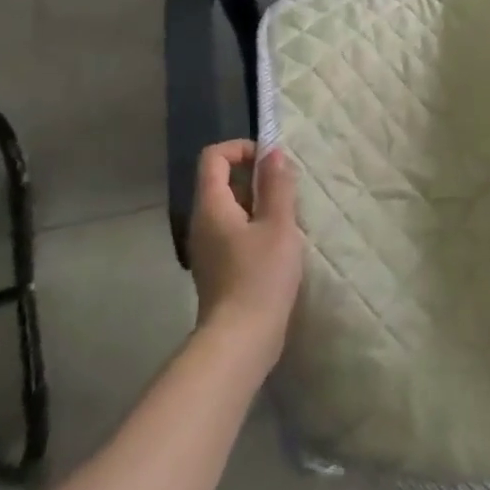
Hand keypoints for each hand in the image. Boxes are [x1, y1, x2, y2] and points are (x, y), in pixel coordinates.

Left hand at [186, 141, 303, 369]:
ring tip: (287, 219)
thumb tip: (273, 152)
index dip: (242, 149)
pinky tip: (278, 246)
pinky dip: (254, 226)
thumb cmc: (260, 277)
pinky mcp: (217, 267)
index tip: (272, 163)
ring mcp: (207, 247)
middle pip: (221, 180)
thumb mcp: (278, 225)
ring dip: (258, 203)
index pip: (214, 157)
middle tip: (287, 192)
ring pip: (229, 207)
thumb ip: (277, 185)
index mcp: (212, 206)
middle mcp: (202, 222)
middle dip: (255, 177)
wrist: (240, 340)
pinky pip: (232, 230)